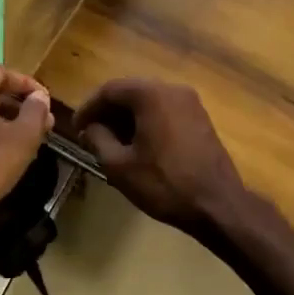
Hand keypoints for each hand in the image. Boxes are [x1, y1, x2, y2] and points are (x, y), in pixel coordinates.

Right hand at [71, 79, 249, 234]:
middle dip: (108, 112)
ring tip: (111, 142)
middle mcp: (172, 89)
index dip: (88, 108)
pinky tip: (138, 144)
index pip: (110, 90)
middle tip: (90, 134)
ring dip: (127, 117)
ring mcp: (191, 102)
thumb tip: (90, 128)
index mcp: (151, 95)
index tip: (75, 128)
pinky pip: (165, 111)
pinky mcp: (200, 118)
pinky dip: (147, 121)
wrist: (218, 204)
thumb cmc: (164, 183)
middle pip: (131, 92)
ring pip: (149, 101)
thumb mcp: (120, 166)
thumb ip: (98, 140)